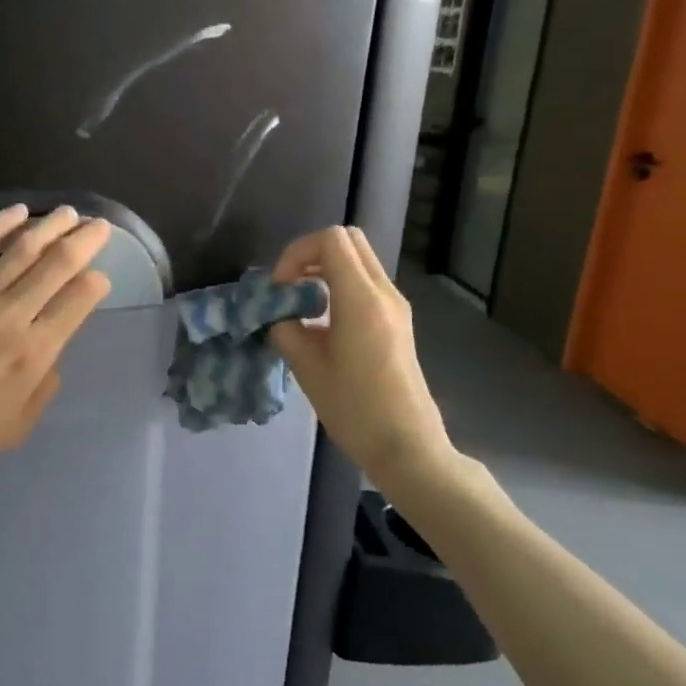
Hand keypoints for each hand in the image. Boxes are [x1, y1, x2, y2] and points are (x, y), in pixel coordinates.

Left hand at [0, 204, 112, 490]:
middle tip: (99, 226)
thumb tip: (50, 353)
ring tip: (68, 213)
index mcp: (34, 352)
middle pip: (58, 264)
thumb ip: (44, 387)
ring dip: (50, 226)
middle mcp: (10, 315)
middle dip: (84, 241)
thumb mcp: (17, 427)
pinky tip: (17, 213)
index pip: (79, 300)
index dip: (96, 282)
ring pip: (21, 248)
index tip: (99, 277)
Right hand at [268, 226, 456, 487]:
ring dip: (325, 270)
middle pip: (348, 240)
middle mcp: (384, 293)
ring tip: (301, 306)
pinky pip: (366, 284)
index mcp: (362, 300)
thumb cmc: (355, 410)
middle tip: (289, 287)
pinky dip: (339, 287)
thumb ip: (287, 331)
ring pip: (359, 260)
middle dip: (310, 254)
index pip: (331, 240)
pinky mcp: (397, 321)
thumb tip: (279, 315)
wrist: (406, 444)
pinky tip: (321, 324)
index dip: (296, 253)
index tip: (280, 288)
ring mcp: (395, 306)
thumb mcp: (308, 369)